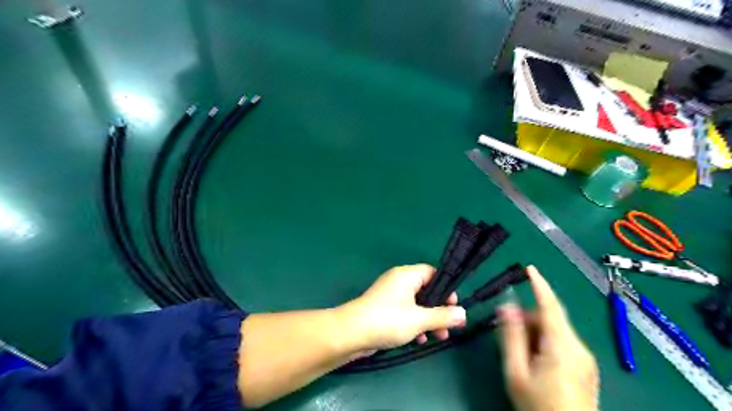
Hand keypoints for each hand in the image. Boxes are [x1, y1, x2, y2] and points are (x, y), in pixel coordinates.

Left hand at [338, 265, 464, 350]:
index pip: (432, 273)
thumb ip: (442, 316)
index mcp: (407, 275)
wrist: (351, 333)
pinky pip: (405, 312)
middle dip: (438, 309)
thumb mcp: (419, 319)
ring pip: (416, 304)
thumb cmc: (388, 320)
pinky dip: (414, 323)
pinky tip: (418, 339)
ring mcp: (390, 295)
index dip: (446, 288)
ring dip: (428, 319)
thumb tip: (464, 313)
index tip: (454, 306)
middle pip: (426, 290)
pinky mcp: (384, 309)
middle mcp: (399, 281)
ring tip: (438, 337)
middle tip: (449, 326)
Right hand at [498, 267, 600, 410]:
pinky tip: (535, 362)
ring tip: (520, 354)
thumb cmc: (539, 407)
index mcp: (562, 346)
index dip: (539, 284)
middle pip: (551, 319)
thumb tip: (506, 307)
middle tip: (506, 332)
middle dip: (528, 318)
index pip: (550, 305)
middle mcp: (579, 348)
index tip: (529, 268)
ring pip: (556, 331)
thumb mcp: (516, 372)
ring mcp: (585, 359)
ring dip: (535, 332)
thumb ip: (511, 336)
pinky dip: (545, 343)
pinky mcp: (586, 368)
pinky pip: (563, 344)